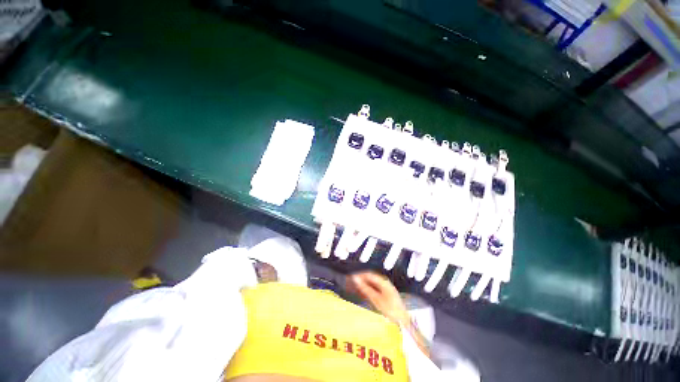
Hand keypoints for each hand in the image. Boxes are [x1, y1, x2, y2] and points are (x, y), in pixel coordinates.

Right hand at [346, 272, 408, 325]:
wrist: (403, 322)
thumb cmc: (390, 310)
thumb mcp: (376, 299)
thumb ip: (365, 288)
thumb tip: (355, 278)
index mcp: (383, 281)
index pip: (368, 274)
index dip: (359, 275)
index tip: (350, 278)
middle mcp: (385, 283)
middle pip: (370, 278)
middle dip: (360, 280)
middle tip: (351, 283)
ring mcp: (386, 289)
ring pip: (371, 284)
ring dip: (363, 285)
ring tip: (354, 288)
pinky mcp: (386, 296)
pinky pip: (374, 289)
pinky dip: (367, 290)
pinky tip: (362, 293)